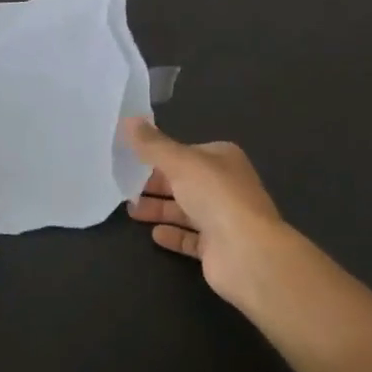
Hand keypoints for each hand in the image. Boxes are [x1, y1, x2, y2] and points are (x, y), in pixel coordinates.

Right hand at [122, 117, 291, 305]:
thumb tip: (128, 119)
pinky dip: (173, 235)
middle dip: (155, 185)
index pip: (186, 153)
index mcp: (223, 158)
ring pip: (185, 210)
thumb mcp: (179, 162)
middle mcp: (225, 185)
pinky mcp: (218, 248)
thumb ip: (152, 144)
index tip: (131, 160)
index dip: (160, 156)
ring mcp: (223, 218)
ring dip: (160, 209)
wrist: (246, 252)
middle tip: (124, 188)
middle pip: (184, 182)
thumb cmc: (215, 196)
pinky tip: (154, 234)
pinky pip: (190, 238)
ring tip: (131, 211)